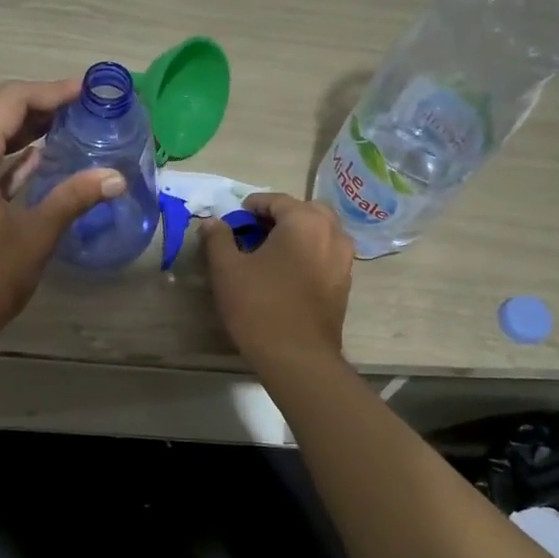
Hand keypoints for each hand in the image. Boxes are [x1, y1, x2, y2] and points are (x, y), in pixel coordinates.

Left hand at [0, 78, 122, 359]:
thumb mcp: (36, 235)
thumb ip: (74, 197)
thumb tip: (116, 176)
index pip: (10, 101)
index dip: (50, 91)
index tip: (86, 92)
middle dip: (37, 104)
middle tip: (78, 108)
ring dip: (21, 129)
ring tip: (64, 128)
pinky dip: (6, 155)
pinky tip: (36, 161)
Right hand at [202, 193, 354, 368]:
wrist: (297, 357)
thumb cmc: (259, 306)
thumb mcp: (227, 270)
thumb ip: (218, 239)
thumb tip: (213, 222)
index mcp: (305, 221)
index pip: (277, 200)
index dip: (253, 206)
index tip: (235, 217)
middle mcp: (332, 233)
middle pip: (305, 211)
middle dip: (280, 216)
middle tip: (255, 231)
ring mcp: (344, 259)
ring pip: (320, 232)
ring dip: (297, 234)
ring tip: (271, 251)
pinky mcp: (345, 283)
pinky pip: (326, 254)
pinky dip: (309, 252)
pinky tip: (287, 272)